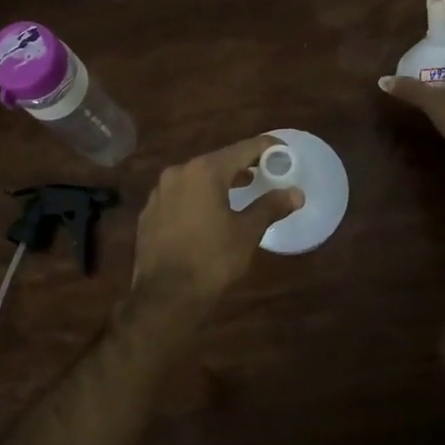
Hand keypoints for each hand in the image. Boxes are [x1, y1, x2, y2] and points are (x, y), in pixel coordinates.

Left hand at [131, 136, 304, 307]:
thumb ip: (270, 207)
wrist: (165, 296)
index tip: (282, 151)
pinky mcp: (149, 213)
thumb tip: (296, 193)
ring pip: (195, 178)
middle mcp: (178, 173)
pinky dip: (197, 198)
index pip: (242, 149)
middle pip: (217, 161)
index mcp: (204, 171)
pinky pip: (179, 196)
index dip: (265, 148)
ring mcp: (159, 192)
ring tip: (239, 190)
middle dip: (241, 165)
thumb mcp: (247, 232)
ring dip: (218, 182)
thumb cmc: (212, 259)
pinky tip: (207, 214)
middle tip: (264, 171)